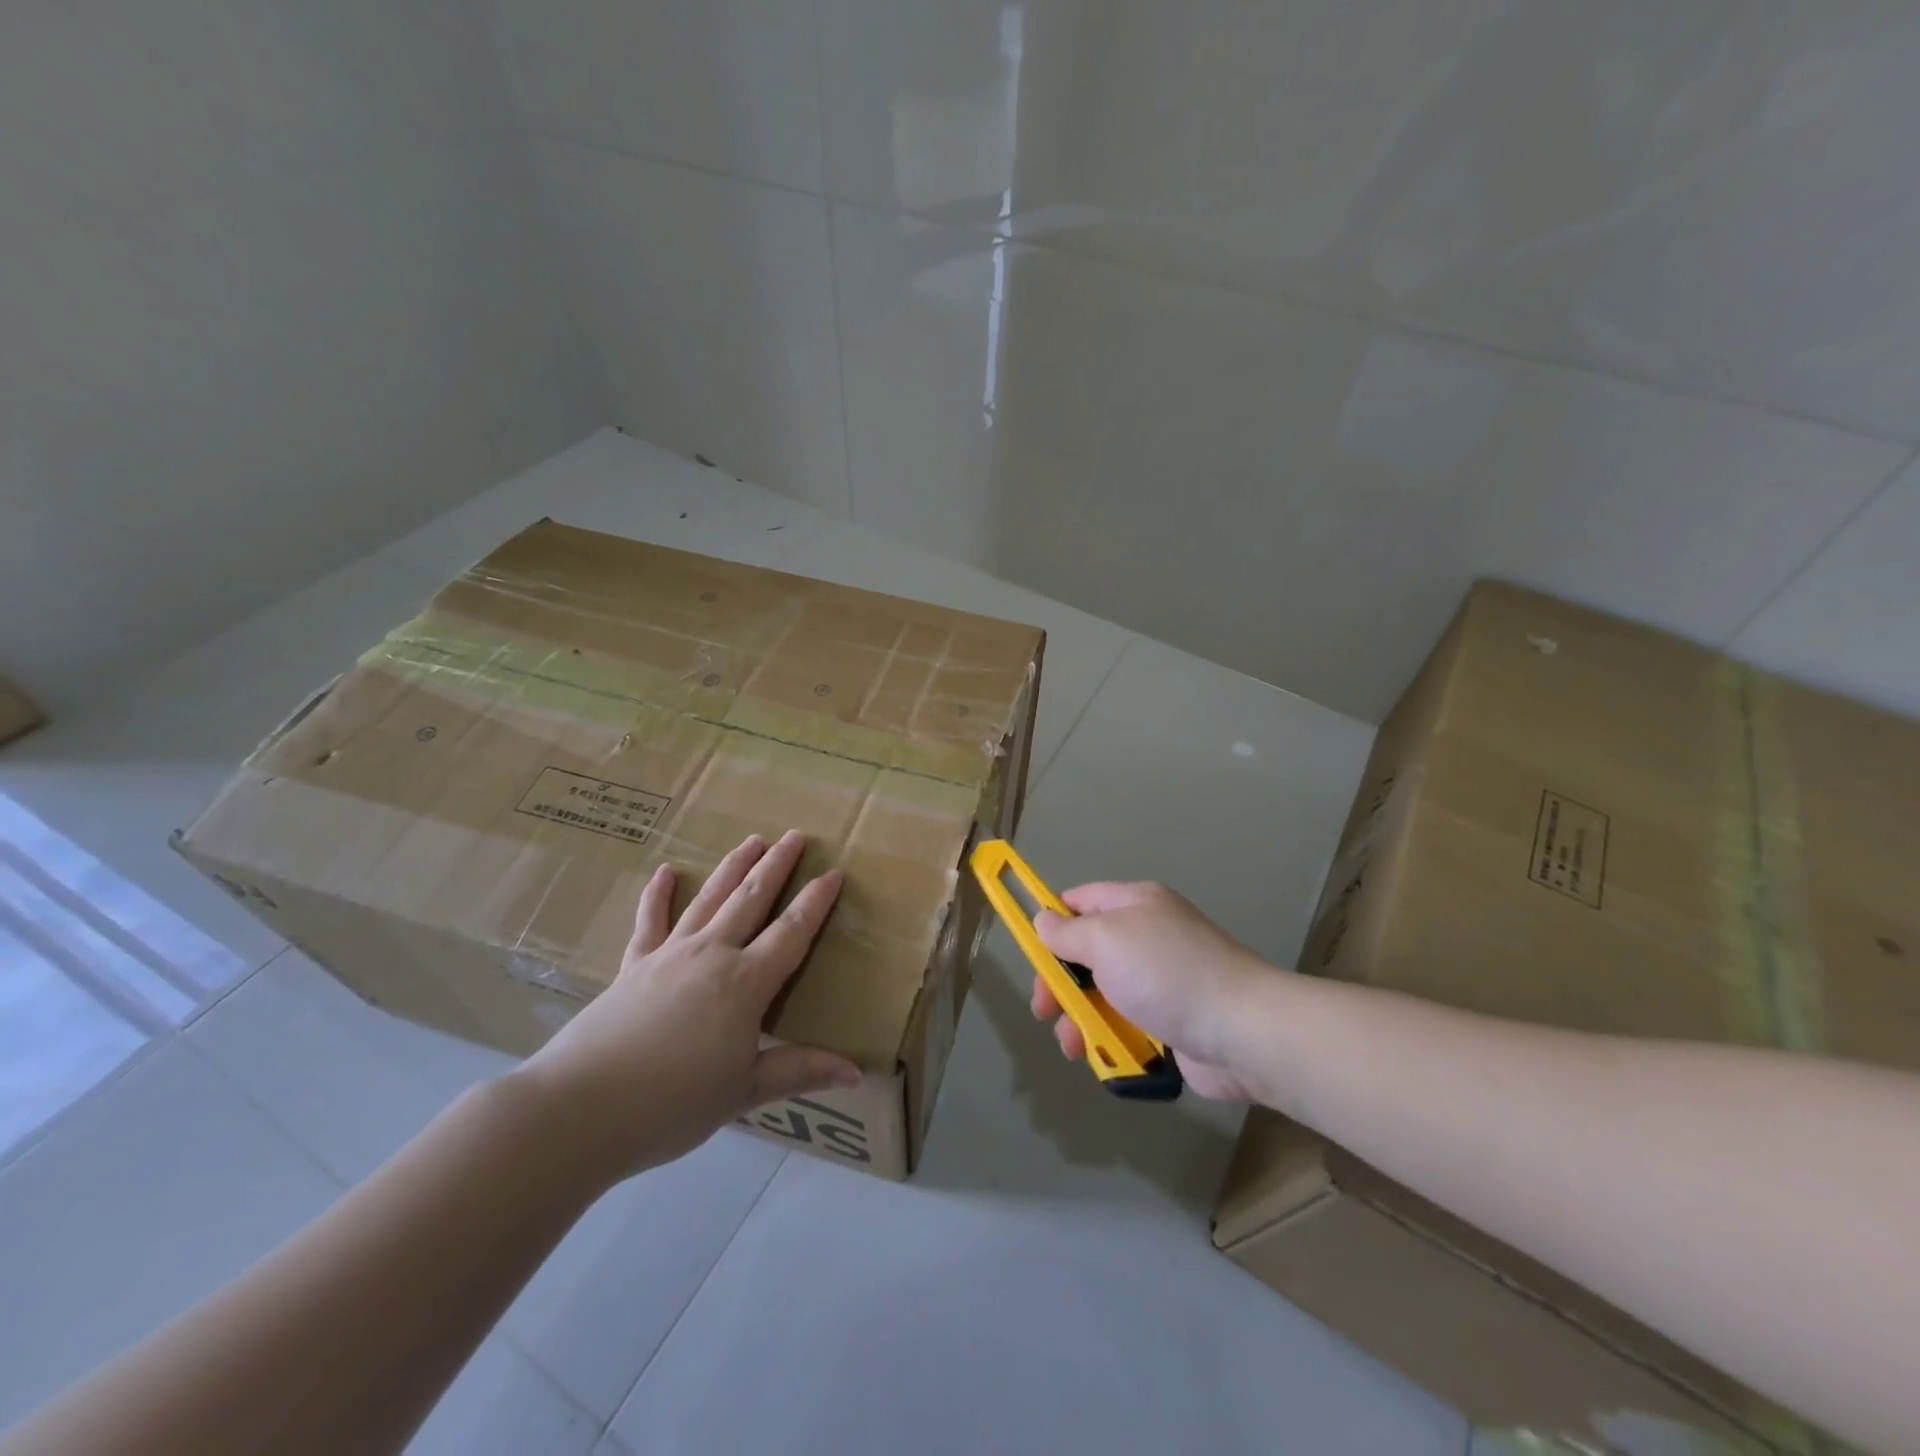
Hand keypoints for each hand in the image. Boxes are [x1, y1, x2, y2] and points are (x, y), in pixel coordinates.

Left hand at [514, 831, 860, 1181]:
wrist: (581, 1108)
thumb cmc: (672, 1103)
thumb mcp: (743, 1092)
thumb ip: (799, 1071)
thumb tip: (857, 1072)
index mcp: (745, 983)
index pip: (791, 932)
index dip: (815, 902)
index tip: (834, 872)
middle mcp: (711, 955)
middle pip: (751, 900)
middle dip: (776, 866)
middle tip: (795, 836)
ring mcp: (669, 954)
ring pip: (710, 899)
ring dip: (733, 867)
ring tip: (752, 840)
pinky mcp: (633, 966)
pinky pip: (650, 921)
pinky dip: (658, 895)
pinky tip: (666, 872)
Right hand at [1030, 881, 1271, 1100]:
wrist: (1242, 1030)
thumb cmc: (1166, 973)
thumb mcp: (1106, 940)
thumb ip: (1068, 932)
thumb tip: (1043, 921)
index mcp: (1134, 904)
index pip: (1080, 901)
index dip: (1051, 922)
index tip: (1030, 952)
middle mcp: (1146, 937)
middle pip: (1086, 954)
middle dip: (1060, 982)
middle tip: (1045, 1009)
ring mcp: (1160, 981)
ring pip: (1102, 995)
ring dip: (1079, 1018)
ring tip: (1073, 1045)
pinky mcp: (1171, 1022)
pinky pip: (1126, 1025)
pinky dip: (1109, 1039)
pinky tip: (1100, 1057)